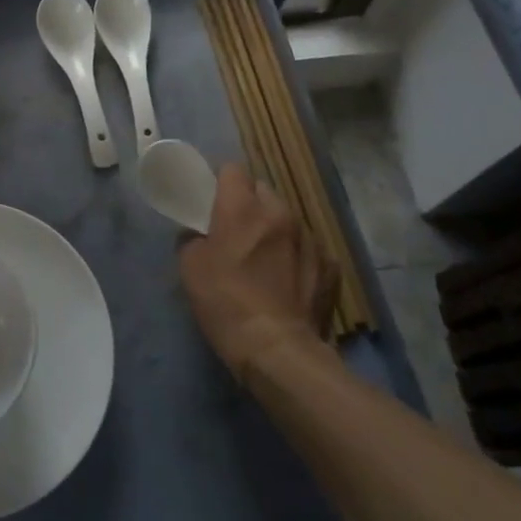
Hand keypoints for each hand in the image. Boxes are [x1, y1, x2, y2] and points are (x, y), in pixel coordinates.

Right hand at [179, 163, 335, 376]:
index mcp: (243, 207)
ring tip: (265, 259)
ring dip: (274, 230)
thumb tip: (199, 235)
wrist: (278, 351)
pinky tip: (288, 281)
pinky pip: (308, 248)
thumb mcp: (189, 268)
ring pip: (287, 219)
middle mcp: (280, 213)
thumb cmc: (226, 303)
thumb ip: (192, 239)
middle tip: (236, 231)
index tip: (213, 201)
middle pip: (262, 190)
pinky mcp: (330, 266)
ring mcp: (310, 239)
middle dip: (249, 203)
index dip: (221, 182)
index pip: (232, 169)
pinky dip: (296, 256)